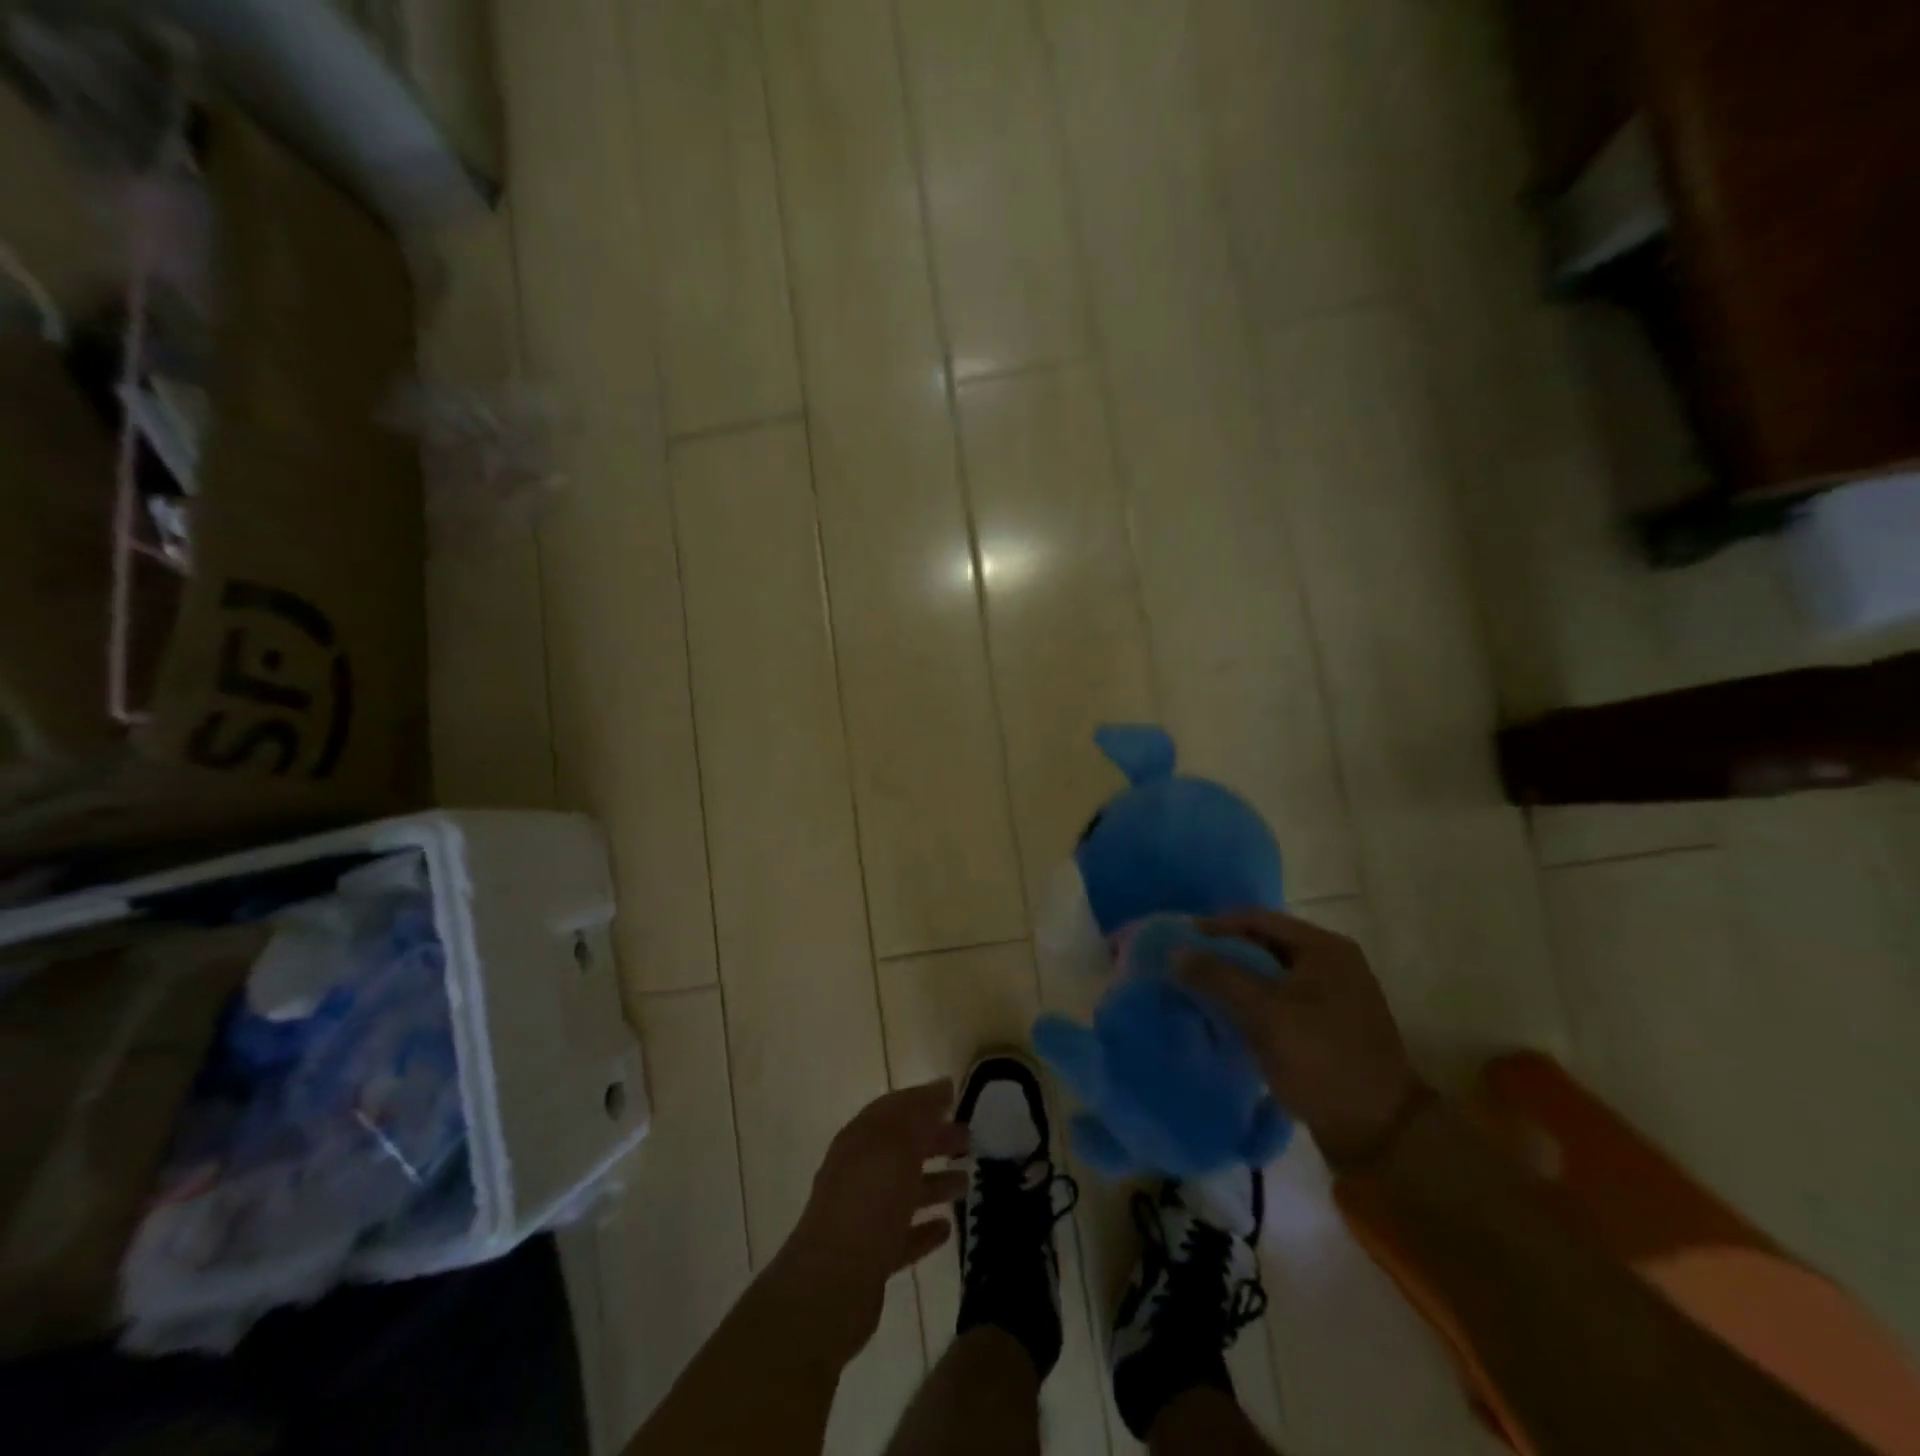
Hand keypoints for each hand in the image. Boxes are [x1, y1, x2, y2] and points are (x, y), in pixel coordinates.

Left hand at [772, 1079, 970, 1359]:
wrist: (831, 1285)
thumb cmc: (868, 1201)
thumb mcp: (898, 1145)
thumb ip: (920, 1114)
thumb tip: (942, 1086)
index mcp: (861, 1139)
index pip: (895, 1108)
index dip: (924, 1099)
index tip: (957, 1097)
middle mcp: (859, 1172)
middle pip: (902, 1148)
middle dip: (934, 1140)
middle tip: (970, 1140)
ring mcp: (863, 1215)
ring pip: (904, 1191)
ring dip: (934, 1183)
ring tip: (966, 1183)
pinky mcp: (871, 1257)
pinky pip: (903, 1234)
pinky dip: (924, 1228)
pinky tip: (947, 1228)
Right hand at [1181, 911, 1426, 1167]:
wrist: (1378, 1134)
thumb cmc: (1321, 1059)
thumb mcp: (1264, 1013)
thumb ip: (1217, 976)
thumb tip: (1174, 952)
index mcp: (1324, 947)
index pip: (1256, 919)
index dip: (1213, 928)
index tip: (1178, 944)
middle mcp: (1331, 963)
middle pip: (1262, 946)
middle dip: (1221, 957)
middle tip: (1183, 971)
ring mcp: (1332, 996)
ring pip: (1269, 977)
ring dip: (1234, 983)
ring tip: (1197, 995)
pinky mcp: (1327, 1027)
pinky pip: (1279, 1002)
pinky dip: (1251, 1006)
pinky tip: (1225, 1020)